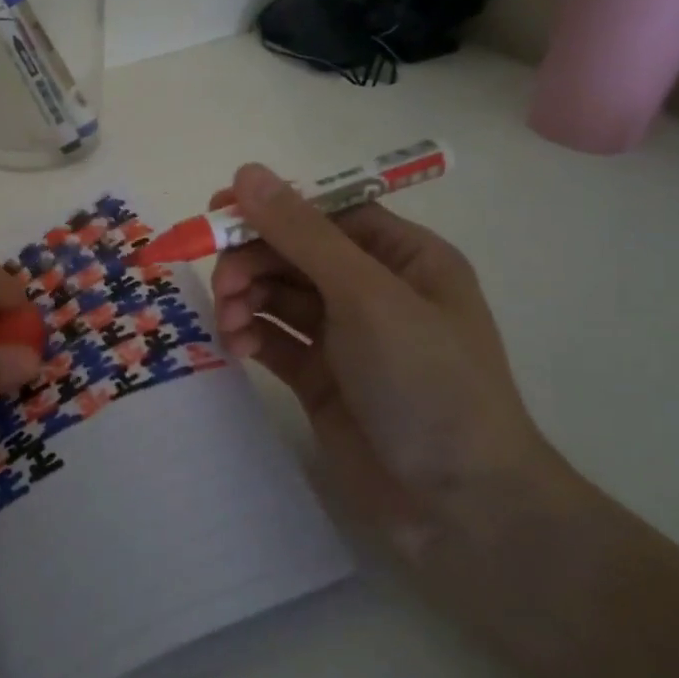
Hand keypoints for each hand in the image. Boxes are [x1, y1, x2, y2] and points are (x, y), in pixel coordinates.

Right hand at [208, 163, 570, 557]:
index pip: (327, 213)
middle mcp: (373, 289)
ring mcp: (345, 336)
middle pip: (294, 253)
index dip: (274, 208)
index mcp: (403, 257)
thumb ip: (303, 234)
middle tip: (224, 284)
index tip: (219, 214)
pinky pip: (274, 339)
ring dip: (246, 298)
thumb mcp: (366, 296)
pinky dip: (251, 335)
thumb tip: (247, 172)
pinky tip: (237, 347)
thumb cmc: (427, 382)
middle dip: (253, 261)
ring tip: (230, 322)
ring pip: (277, 295)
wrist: (459, 505)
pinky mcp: (320, 377)